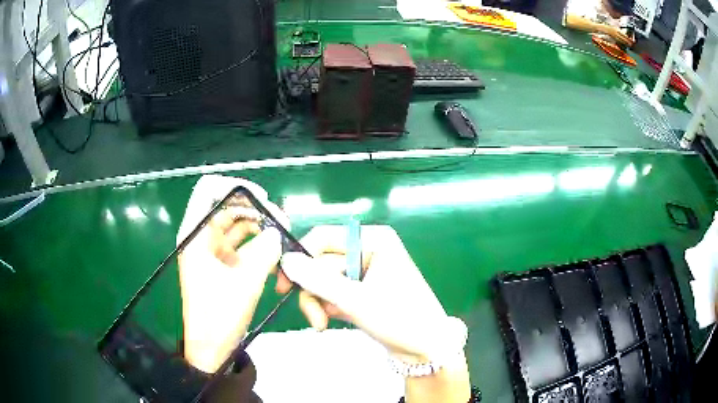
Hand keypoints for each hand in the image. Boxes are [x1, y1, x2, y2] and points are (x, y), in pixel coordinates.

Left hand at [177, 175, 289, 373]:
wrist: (211, 346)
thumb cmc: (219, 315)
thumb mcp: (245, 282)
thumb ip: (265, 252)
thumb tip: (278, 233)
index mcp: (196, 234)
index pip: (209, 189)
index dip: (235, 186)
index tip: (263, 198)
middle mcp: (201, 236)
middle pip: (227, 205)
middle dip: (255, 208)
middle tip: (282, 220)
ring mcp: (210, 249)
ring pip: (236, 223)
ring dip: (259, 225)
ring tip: (282, 235)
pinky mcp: (221, 263)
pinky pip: (240, 243)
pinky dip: (256, 243)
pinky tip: (274, 252)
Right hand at [280, 225, 469, 402]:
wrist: (426, 348)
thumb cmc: (398, 318)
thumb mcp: (354, 299)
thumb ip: (317, 279)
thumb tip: (286, 259)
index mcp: (373, 240)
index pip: (324, 237)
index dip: (300, 258)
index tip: (284, 284)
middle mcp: (367, 250)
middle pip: (321, 263)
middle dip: (313, 291)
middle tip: (313, 317)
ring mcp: (364, 272)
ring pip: (325, 280)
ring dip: (318, 302)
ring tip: (323, 324)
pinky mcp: (362, 291)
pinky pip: (334, 292)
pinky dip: (328, 307)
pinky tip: (332, 321)